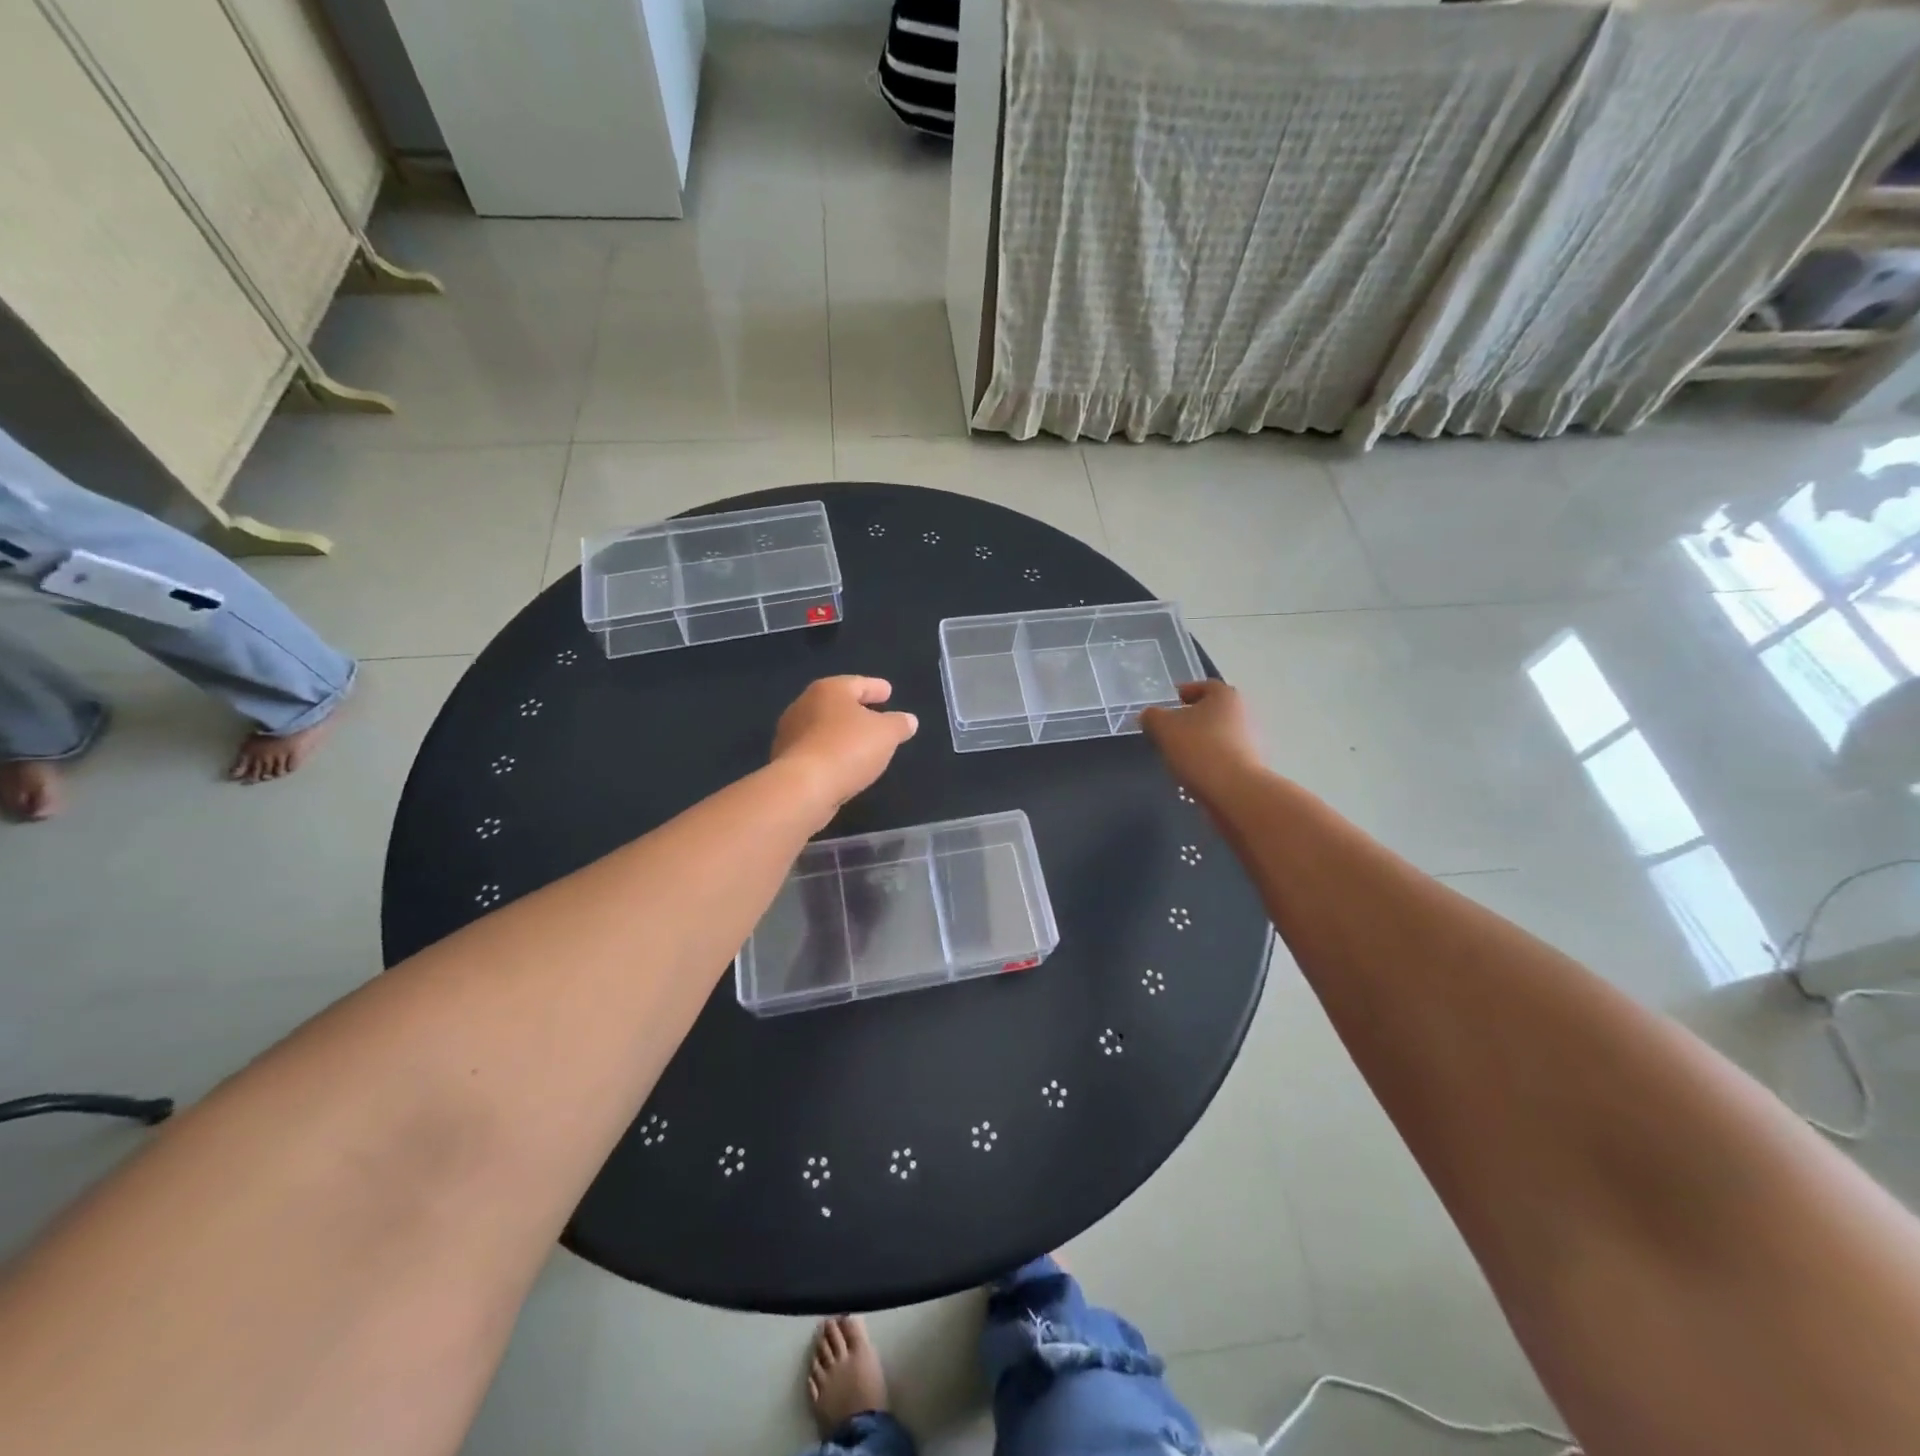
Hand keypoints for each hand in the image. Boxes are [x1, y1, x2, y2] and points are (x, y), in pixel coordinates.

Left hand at [771, 676, 917, 814]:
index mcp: (829, 690)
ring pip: (823, 727)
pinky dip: (830, 752)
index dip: (876, 687)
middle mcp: (804, 705)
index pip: (858, 683)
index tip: (888, 691)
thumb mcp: (887, 734)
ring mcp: (790, 733)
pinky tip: (842, 764)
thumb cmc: (848, 748)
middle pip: (837, 703)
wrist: (803, 787)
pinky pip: (815, 750)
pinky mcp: (785, 760)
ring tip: (861, 744)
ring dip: (841, 733)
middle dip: (856, 710)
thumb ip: (899, 724)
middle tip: (876, 716)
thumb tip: (909, 720)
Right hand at [1140, 680, 1259, 796]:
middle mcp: (1244, 713)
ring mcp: (1252, 741)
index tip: (1170, 703)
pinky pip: (1225, 757)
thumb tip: (1151, 716)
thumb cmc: (1198, 748)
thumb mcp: (1162, 727)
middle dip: (1192, 719)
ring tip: (1179, 756)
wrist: (1234, 791)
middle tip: (1170, 731)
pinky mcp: (1252, 766)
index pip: (1205, 686)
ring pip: (1219, 735)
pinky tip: (1194, 773)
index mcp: (1225, 696)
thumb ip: (1152, 716)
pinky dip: (1210, 760)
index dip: (1186, 692)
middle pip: (1213, 711)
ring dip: (1201, 741)